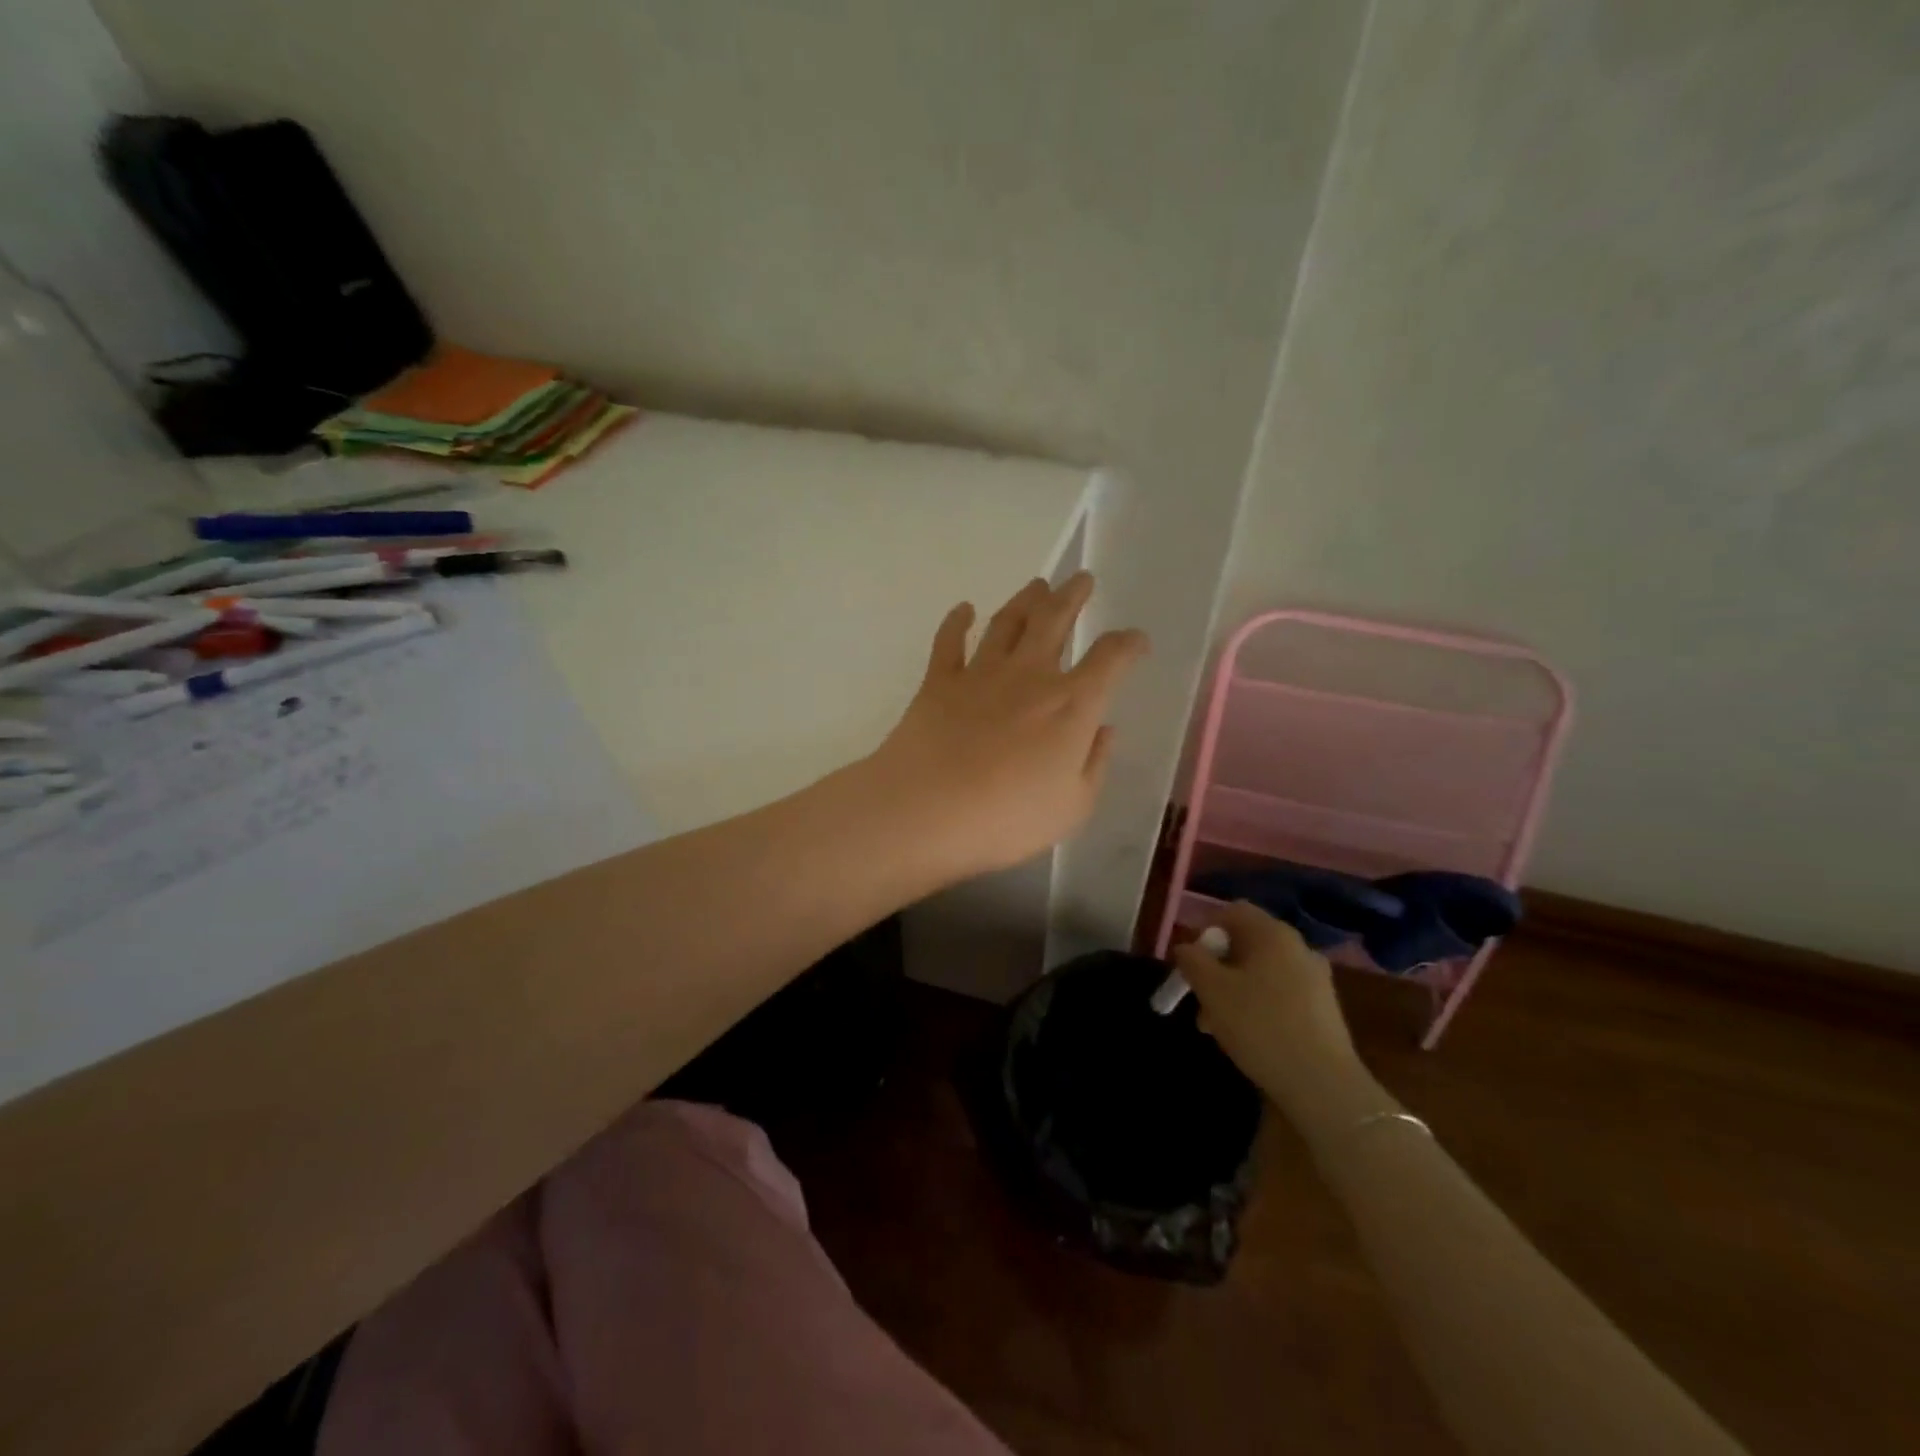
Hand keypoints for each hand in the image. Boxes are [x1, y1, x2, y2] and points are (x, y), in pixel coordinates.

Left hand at [866, 572, 1146, 878]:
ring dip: (1025, 599)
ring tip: (1037, 585)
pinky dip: (956, 620)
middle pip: (1055, 621)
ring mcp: (981, 673)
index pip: (1110, 659)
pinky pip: (949, 641)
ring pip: (1007, 622)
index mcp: (1071, 705)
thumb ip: (1094, 763)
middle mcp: (1030, 676)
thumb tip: (1104, 729)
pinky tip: (963, 609)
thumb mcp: (1072, 806)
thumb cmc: (1008, 818)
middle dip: (1072, 596)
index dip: (1128, 644)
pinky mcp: (939, 681)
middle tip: (1081, 579)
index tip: (1136, 641)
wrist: (926, 811)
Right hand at [1173, 900, 1375, 1135]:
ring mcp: (1315, 978)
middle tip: (1198, 998)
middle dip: (1216, 967)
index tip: (1190, 962)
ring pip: (1261, 972)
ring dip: (1233, 990)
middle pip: (1246, 943)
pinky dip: (1257, 1005)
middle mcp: (1298, 947)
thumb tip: (1186, 947)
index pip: (1232, 911)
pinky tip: (1246, 1036)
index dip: (1204, 930)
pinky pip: (1279, 993)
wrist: (1323, 1085)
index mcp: (1273, 934)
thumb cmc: (1260, 1026)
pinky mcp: (1323, 1008)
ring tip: (1215, 1026)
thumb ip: (1192, 960)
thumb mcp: (1212, 990)